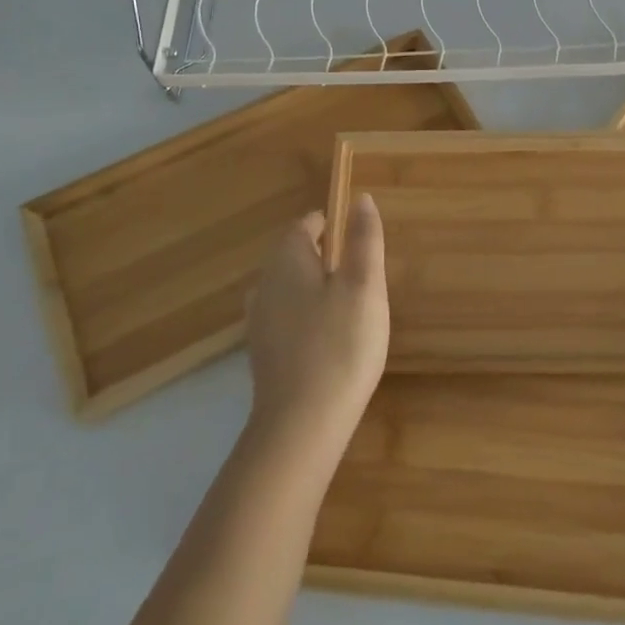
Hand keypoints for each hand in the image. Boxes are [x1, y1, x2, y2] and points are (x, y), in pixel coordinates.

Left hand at [243, 194, 389, 460]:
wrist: (301, 425)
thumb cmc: (340, 345)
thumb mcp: (364, 286)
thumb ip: (364, 239)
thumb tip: (360, 198)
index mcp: (287, 260)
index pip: (305, 225)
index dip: (330, 224)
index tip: (356, 235)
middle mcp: (265, 284)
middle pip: (293, 255)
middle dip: (324, 256)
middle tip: (360, 271)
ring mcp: (259, 321)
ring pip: (288, 288)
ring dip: (315, 287)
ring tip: (349, 303)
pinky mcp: (263, 353)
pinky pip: (286, 318)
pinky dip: (307, 317)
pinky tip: (329, 338)